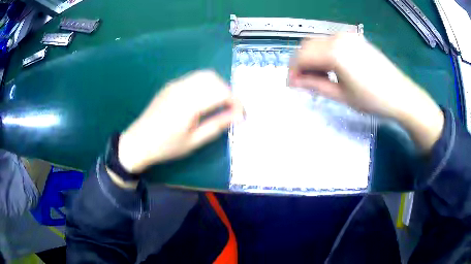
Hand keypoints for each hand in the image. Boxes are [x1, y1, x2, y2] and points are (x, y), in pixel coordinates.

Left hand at [117, 70, 243, 172]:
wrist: (138, 142)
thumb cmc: (166, 146)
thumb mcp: (194, 141)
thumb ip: (217, 125)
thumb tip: (238, 116)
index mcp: (188, 104)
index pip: (221, 92)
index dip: (235, 101)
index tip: (241, 113)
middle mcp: (182, 88)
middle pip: (213, 78)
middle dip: (227, 91)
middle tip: (230, 109)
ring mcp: (175, 84)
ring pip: (203, 75)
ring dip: (216, 86)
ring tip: (219, 104)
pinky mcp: (170, 85)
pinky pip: (193, 78)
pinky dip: (205, 84)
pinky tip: (203, 100)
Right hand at [289, 34, 443, 150]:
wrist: (401, 95)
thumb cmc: (373, 100)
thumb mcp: (341, 96)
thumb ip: (315, 85)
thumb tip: (295, 82)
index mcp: (334, 51)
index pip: (301, 56)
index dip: (292, 71)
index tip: (291, 86)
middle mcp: (338, 37)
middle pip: (307, 46)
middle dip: (300, 63)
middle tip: (302, 82)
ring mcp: (348, 36)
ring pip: (318, 42)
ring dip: (312, 58)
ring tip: (317, 77)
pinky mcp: (355, 39)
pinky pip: (331, 42)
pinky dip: (324, 53)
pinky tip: (331, 68)